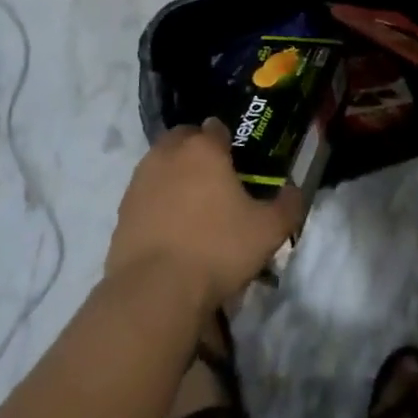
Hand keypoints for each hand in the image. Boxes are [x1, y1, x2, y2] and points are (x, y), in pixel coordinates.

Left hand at [106, 121, 306, 312]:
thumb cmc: (218, 249)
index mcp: (204, 149)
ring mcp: (140, 180)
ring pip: (161, 163)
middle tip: (216, 180)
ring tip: (193, 205)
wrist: (155, 290)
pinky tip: (172, 227)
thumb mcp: (269, 231)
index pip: (217, 128)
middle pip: (184, 138)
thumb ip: (288, 204)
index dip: (230, 141)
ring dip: (176, 173)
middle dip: (198, 150)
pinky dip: (158, 200)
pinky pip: (146, 192)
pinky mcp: (123, 208)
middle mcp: (168, 154)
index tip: (240, 162)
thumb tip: (294, 190)